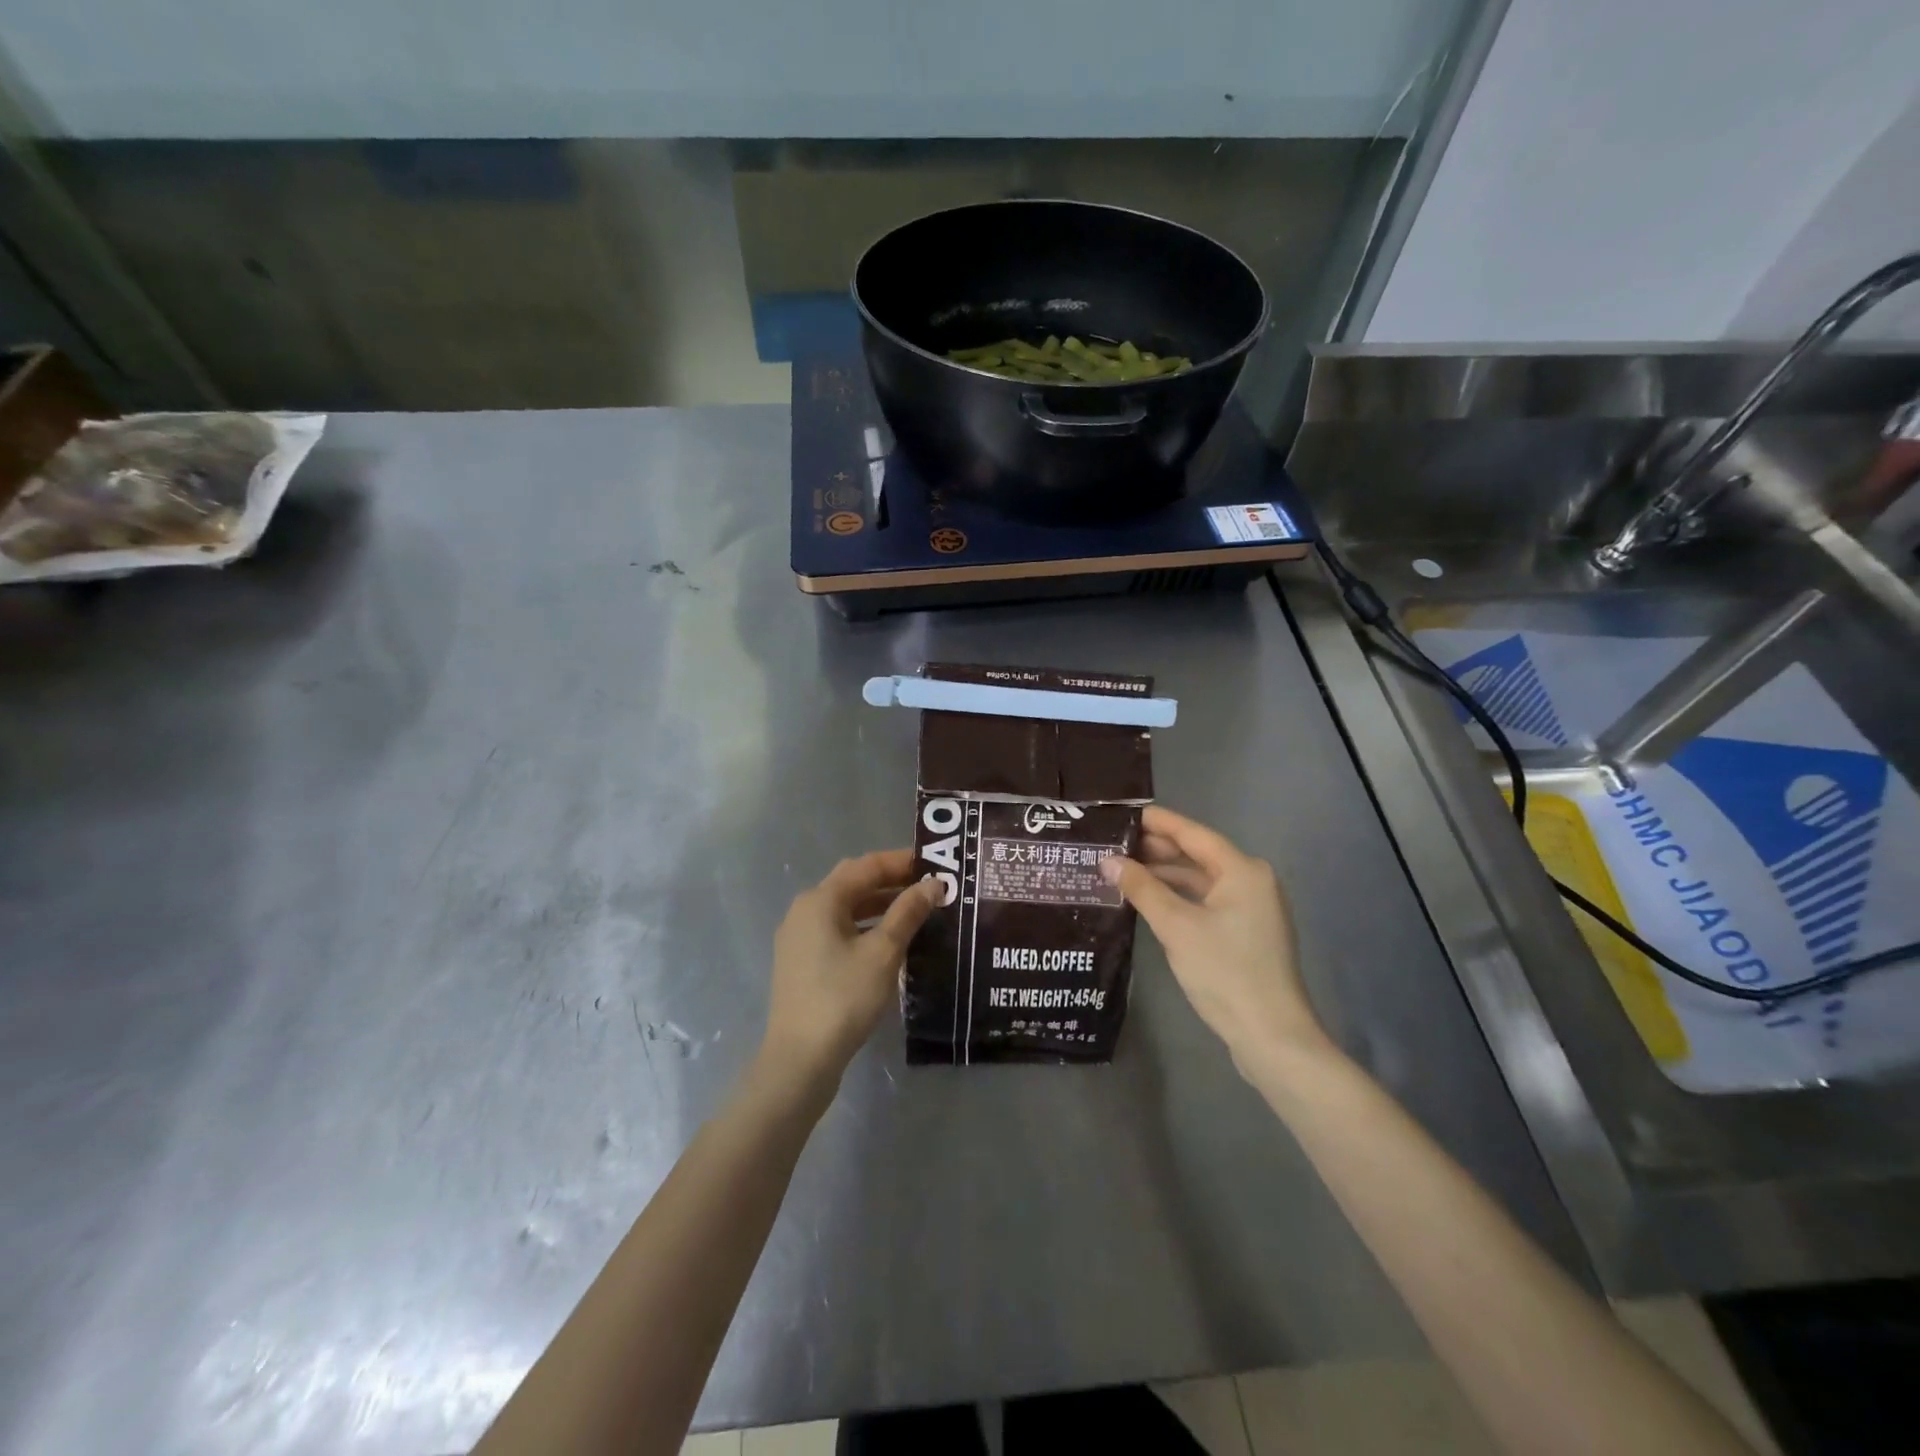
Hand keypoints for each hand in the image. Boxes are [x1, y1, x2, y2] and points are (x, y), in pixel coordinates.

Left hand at [759, 850, 939, 1095]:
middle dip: (891, 881)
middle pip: (853, 883)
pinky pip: (838, 930)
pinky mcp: (802, 962)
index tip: (935, 864)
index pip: (866, 866)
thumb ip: (908, 913)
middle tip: (929, 885)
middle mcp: (805, 910)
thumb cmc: (844, 998)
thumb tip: (933, 884)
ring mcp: (799, 937)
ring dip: (880, 905)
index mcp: (820, 899)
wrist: (800, 1059)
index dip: (901, 861)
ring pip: (846, 908)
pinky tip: (890, 942)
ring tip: (917, 912)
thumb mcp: (884, 952)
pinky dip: (865, 927)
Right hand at [1101, 805, 1330, 1074]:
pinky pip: (1208, 901)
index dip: (1159, 823)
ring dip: (1166, 875)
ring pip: (1202, 880)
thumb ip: (1141, 888)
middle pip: (1199, 855)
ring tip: (1124, 871)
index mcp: (1243, 870)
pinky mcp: (1247, 933)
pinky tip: (1151, 900)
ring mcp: (1253, 908)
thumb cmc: (1224, 972)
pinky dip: (1180, 897)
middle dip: (1158, 850)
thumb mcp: (1176, 926)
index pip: (1194, 834)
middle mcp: (1252, 881)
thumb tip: (1108, 861)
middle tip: (1115, 844)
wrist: (1271, 1036)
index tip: (1125, 814)